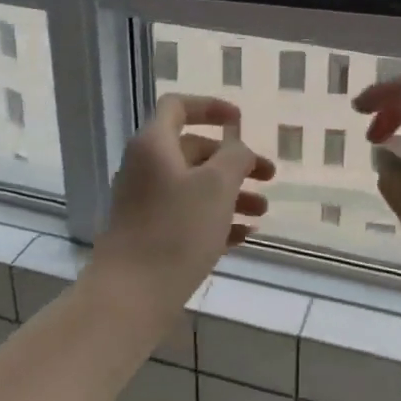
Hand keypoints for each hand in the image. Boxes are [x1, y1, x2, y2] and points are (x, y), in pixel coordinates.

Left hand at [89, 95, 273, 327]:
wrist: (131, 294)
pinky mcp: (150, 233)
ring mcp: (145, 202)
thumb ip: (235, 157)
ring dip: (231, 193)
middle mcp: (146, 167)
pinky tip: (244, 235)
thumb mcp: (217, 186)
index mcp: (154, 144)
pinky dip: (215, 218)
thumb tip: (237, 149)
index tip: (240, 120)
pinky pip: (187, 215)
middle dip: (234, 161)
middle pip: (193, 150)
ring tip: (262, 212)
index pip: (179, 106)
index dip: (210, 107)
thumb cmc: (177, 230)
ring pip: (194, 186)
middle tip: (268, 177)